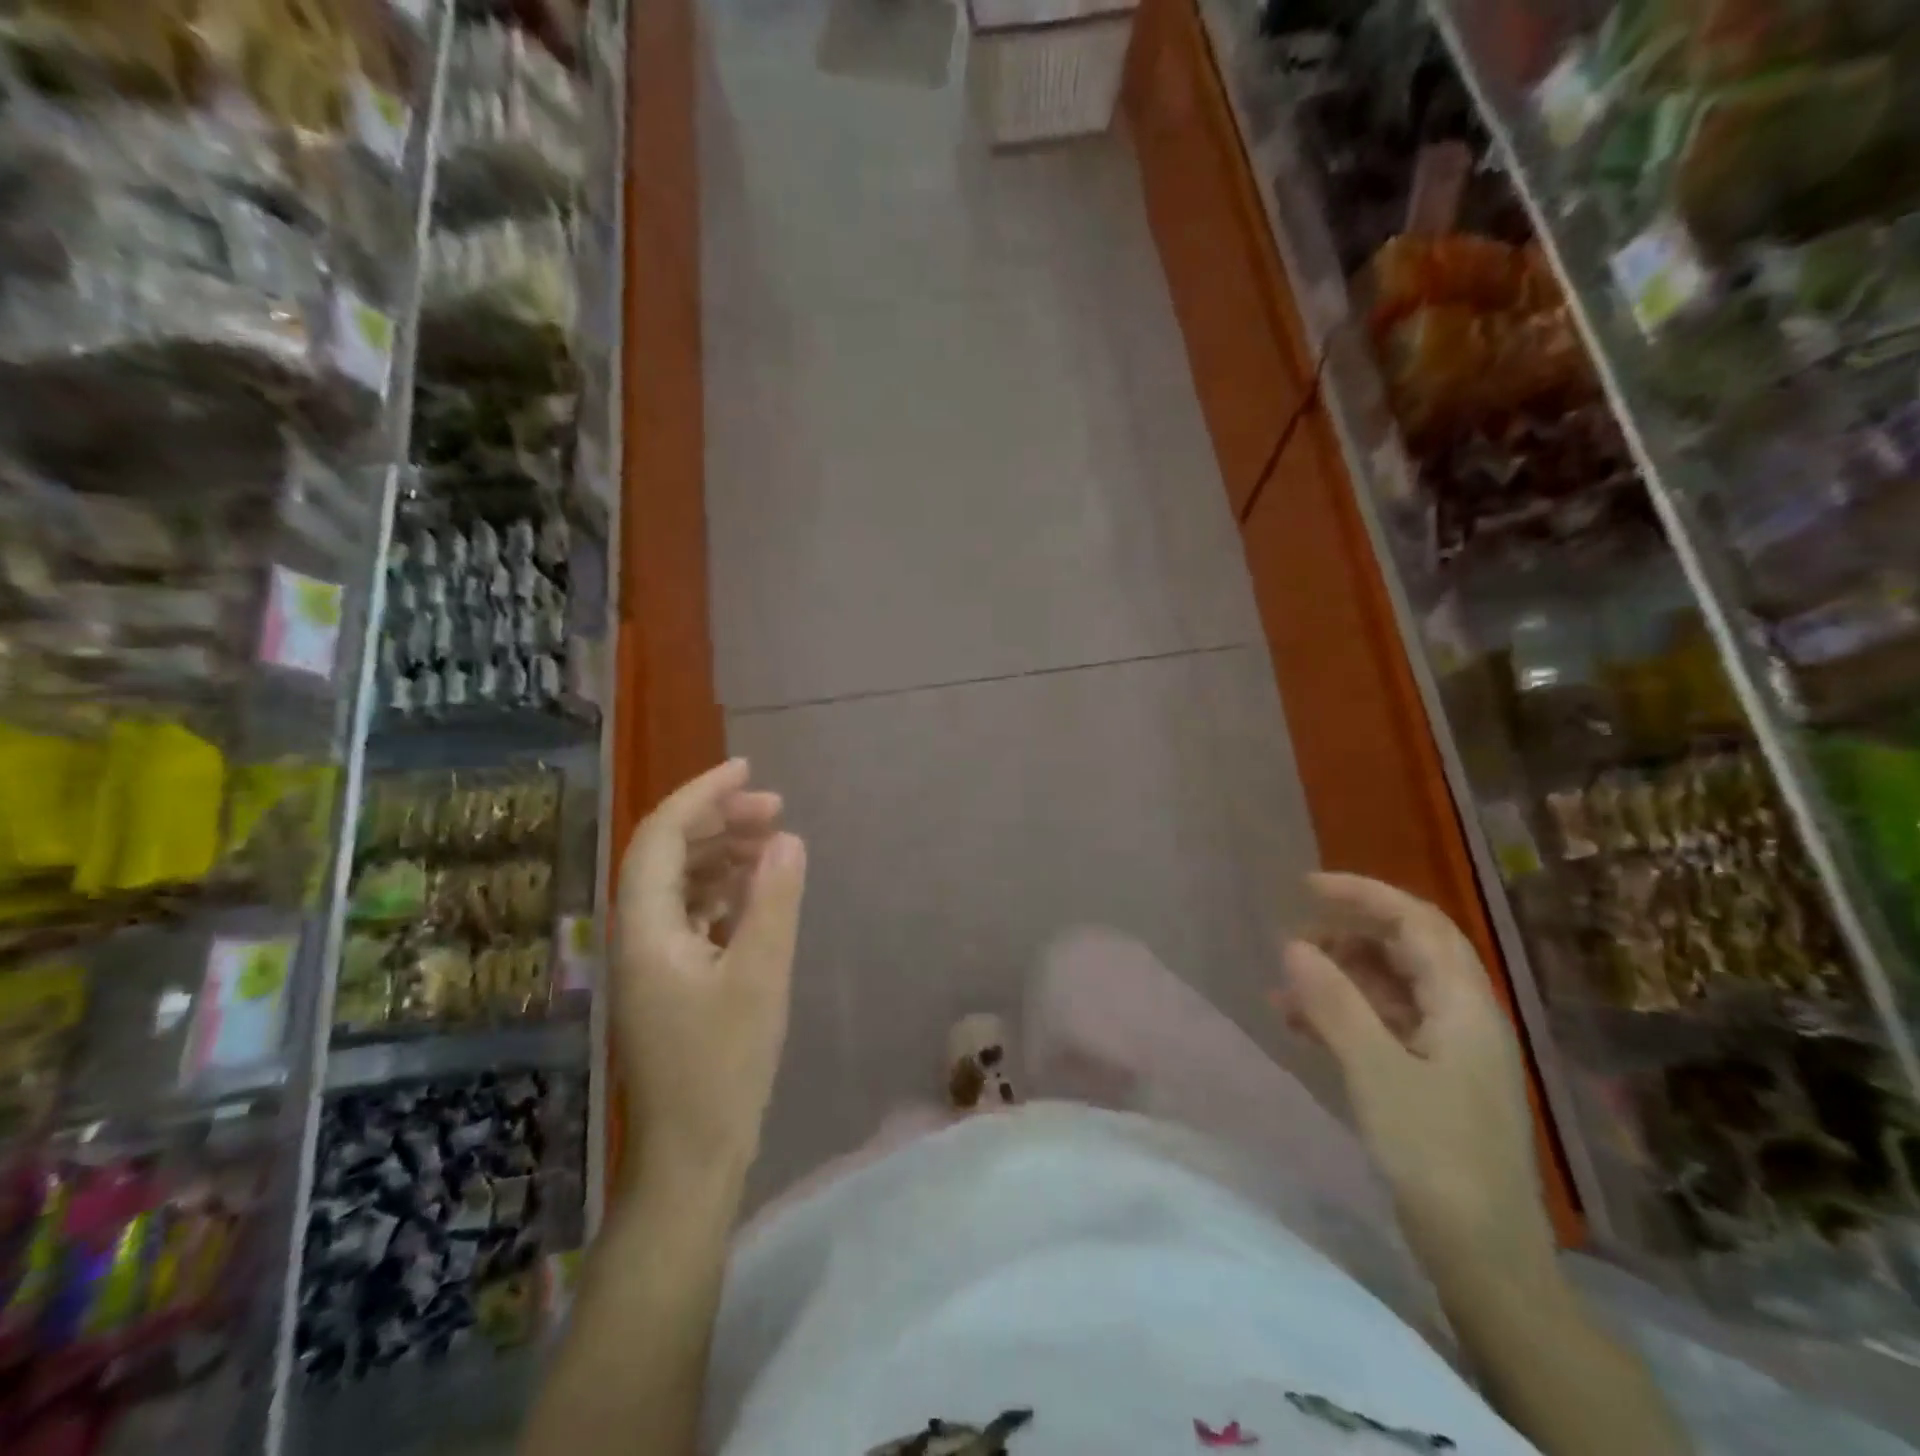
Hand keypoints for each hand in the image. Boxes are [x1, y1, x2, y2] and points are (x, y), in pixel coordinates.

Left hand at [614, 759, 806, 1184]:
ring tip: (772, 840)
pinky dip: (722, 889)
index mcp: (644, 927)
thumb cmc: (723, 1067)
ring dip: (721, 852)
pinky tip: (755, 889)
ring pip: (679, 881)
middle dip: (718, 819)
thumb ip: (773, 901)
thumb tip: (787, 837)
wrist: (692, 1156)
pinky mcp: (669, 979)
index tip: (748, 770)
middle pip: (667, 852)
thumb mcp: (760, 977)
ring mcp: (650, 959)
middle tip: (775, 807)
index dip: (702, 794)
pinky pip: (690, 912)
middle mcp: (636, 934)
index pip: (661, 835)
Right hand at [1276, 873, 1554, 1278]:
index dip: (1364, 894)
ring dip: (1338, 979)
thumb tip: (1293, 945)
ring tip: (1284, 992)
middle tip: (1293, 944)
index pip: (1417, 922)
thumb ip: (1334, 1003)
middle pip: (1405, 950)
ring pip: (1390, 988)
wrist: (1487, 1259)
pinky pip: (1384, 1024)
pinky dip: (1344, 1015)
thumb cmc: (1436, 1157)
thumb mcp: (1376, 1073)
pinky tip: (1302, 1027)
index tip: (1306, 888)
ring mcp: (1451, 1050)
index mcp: (1464, 1004)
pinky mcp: (1434, 1080)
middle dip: (1346, 936)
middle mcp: (1463, 1016)